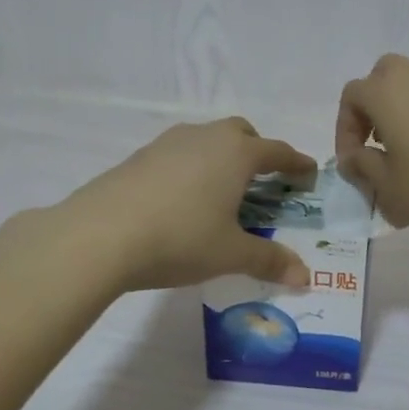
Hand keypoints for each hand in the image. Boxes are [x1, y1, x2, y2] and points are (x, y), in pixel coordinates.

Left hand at [60, 119, 316, 291]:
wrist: (99, 235)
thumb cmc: (180, 238)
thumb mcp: (230, 254)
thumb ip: (269, 260)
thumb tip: (305, 277)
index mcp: (237, 154)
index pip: (277, 152)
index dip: (297, 163)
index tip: (309, 174)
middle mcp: (205, 138)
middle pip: (241, 133)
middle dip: (258, 151)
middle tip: (264, 180)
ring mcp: (168, 144)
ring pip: (207, 140)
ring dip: (222, 157)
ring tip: (222, 191)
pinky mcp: (139, 157)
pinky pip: (179, 154)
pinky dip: (192, 168)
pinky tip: (182, 200)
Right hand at [335, 55, 408, 255]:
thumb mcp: (387, 188)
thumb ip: (362, 165)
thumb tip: (355, 156)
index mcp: (389, 92)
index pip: (352, 96)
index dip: (344, 130)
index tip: (353, 164)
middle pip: (385, 77)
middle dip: (374, 108)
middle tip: (378, 145)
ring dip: (404, 113)